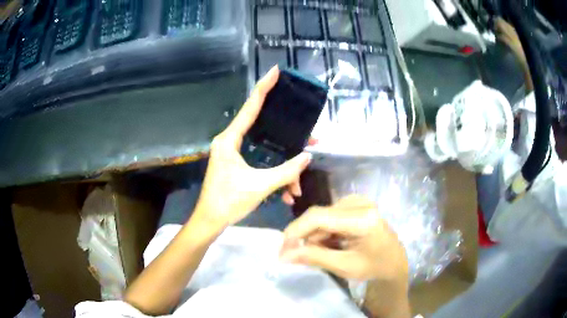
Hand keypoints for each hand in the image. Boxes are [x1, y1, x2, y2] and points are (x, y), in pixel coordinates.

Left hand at [192, 66, 311, 229]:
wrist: (210, 221)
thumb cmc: (229, 201)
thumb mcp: (260, 186)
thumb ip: (286, 171)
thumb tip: (308, 157)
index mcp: (230, 139)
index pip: (250, 107)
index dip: (264, 87)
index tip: (275, 71)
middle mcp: (230, 141)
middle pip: (263, 128)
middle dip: (288, 137)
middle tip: (310, 137)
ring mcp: (233, 153)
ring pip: (265, 152)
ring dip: (283, 169)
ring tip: (297, 187)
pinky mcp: (237, 164)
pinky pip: (261, 163)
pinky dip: (274, 177)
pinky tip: (286, 195)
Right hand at [280, 195, 408, 283]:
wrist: (394, 262)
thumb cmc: (374, 267)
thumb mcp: (344, 266)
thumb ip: (314, 257)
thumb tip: (284, 255)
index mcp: (362, 218)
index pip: (319, 217)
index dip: (295, 232)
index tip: (282, 250)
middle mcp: (360, 203)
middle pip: (319, 216)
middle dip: (305, 237)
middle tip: (299, 258)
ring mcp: (359, 201)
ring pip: (322, 216)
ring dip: (316, 236)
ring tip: (323, 253)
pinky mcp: (356, 204)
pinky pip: (330, 216)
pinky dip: (324, 232)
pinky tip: (331, 244)